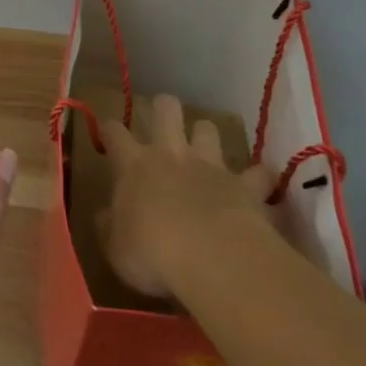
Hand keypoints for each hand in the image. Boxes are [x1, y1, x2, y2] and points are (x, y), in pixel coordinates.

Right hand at [101, 93, 279, 299]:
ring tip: (207, 149)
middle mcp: (170, 154)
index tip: (108, 132)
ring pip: (208, 128)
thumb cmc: (152, 253)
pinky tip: (260, 185)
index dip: (110, 129)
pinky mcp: (244, 185)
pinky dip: (258, 177)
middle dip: (164, 107)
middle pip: (166, 109)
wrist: (212, 258)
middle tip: (163, 120)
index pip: (115, 133)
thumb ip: (110, 228)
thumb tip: (105, 216)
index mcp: (134, 165)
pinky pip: (257, 174)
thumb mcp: (116, 249)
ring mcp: (209, 165)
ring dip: (206, 136)